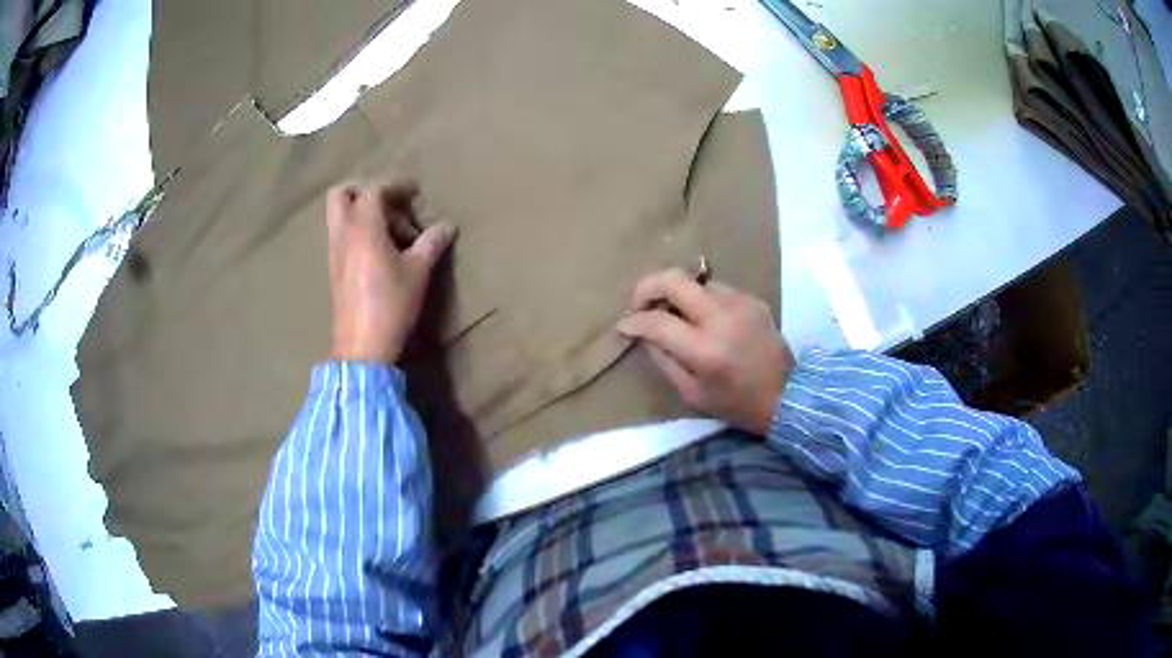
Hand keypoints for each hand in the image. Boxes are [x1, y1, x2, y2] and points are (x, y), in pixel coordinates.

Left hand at [326, 181, 455, 362]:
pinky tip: (379, 252)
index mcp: (363, 227)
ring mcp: (334, 252)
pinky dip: (357, 232)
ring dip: (361, 213)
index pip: (374, 190)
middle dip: (364, 191)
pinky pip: (341, 235)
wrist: (362, 345)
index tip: (414, 193)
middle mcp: (343, 234)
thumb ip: (431, 243)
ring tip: (390, 233)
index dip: (396, 186)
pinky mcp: (334, 269)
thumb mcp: (418, 272)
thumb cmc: (391, 304)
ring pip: (339, 216)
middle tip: (389, 205)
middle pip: (341, 194)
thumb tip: (446, 227)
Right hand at [616, 269, 792, 433]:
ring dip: (677, 293)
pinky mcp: (752, 299)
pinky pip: (716, 289)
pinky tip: (702, 318)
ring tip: (673, 313)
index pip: (657, 322)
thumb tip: (644, 334)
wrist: (787, 395)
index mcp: (705, 350)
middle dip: (647, 286)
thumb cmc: (736, 404)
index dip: (634, 321)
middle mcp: (722, 318)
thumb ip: (664, 360)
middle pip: (674, 279)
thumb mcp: (692, 393)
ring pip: (695, 281)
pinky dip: (701, 299)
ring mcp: (740, 303)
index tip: (624, 326)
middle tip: (639, 303)